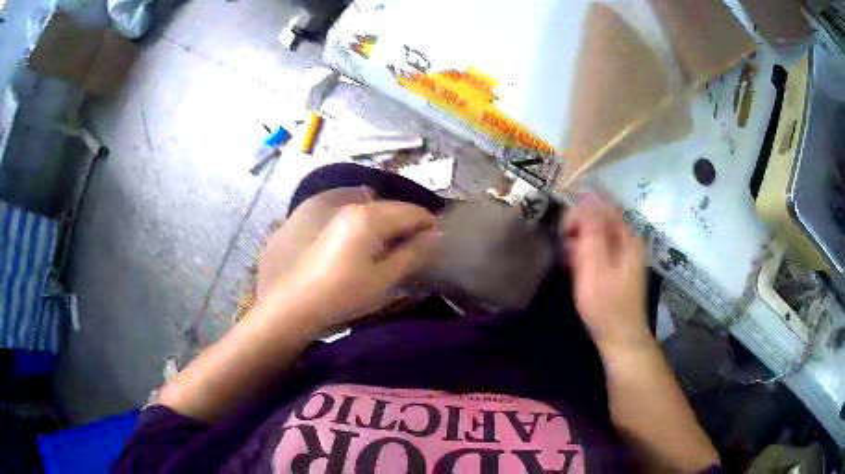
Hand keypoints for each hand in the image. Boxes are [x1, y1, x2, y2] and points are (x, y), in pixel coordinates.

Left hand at [268, 201, 439, 332]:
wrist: (297, 303)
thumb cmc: (344, 293)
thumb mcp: (384, 278)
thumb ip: (413, 254)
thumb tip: (437, 236)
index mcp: (370, 217)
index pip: (412, 212)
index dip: (431, 226)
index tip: (441, 246)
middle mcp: (354, 207)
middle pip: (394, 209)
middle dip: (413, 226)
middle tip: (423, 252)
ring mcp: (339, 214)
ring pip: (378, 213)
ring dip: (394, 228)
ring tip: (401, 253)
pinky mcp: (329, 225)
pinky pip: (362, 220)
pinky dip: (376, 231)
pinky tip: (376, 251)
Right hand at [562, 194, 652, 351]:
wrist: (620, 337)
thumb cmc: (606, 303)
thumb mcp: (594, 265)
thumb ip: (591, 229)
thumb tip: (587, 195)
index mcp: (627, 237)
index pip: (602, 206)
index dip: (580, 213)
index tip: (564, 231)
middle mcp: (629, 241)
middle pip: (600, 220)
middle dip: (579, 229)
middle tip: (563, 248)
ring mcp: (625, 255)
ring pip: (598, 236)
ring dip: (580, 243)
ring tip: (568, 262)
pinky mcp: (619, 268)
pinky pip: (600, 251)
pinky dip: (586, 255)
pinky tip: (576, 269)